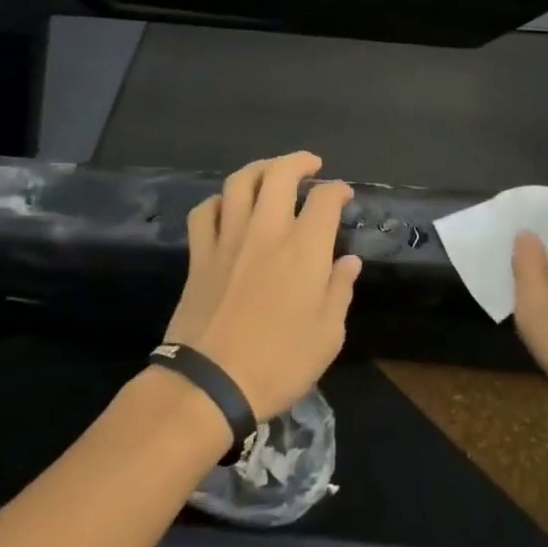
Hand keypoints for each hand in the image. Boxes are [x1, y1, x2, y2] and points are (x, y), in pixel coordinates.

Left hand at [165, 153, 359, 420]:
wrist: (209, 386)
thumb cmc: (278, 363)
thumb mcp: (328, 335)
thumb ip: (340, 290)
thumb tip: (348, 260)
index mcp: (304, 248)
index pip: (324, 199)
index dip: (337, 190)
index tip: (343, 195)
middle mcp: (266, 231)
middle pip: (279, 174)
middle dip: (298, 161)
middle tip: (311, 165)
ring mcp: (228, 239)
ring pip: (239, 182)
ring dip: (259, 169)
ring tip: (271, 172)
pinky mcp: (199, 255)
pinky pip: (205, 212)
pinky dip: (218, 201)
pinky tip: (227, 207)